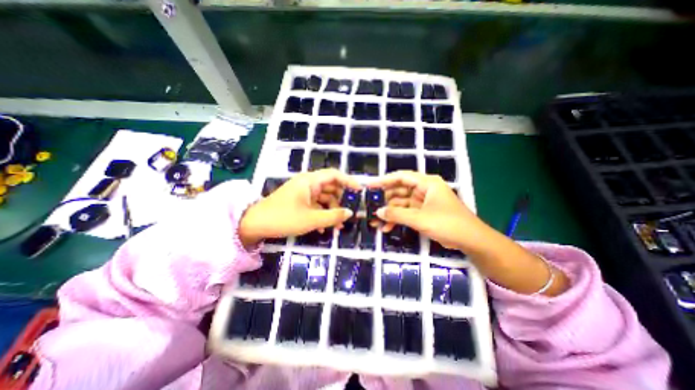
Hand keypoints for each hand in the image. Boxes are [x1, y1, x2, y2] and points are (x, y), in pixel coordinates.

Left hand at [240, 169, 360, 248]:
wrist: (254, 225)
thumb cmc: (284, 218)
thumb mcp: (311, 219)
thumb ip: (333, 216)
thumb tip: (350, 213)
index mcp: (310, 181)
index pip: (334, 175)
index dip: (349, 181)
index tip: (360, 191)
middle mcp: (308, 184)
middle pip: (331, 188)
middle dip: (341, 201)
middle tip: (349, 214)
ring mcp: (303, 194)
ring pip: (324, 199)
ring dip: (332, 211)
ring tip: (338, 227)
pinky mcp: (299, 202)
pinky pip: (316, 206)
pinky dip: (322, 214)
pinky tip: (325, 228)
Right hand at [371, 171, 566, 294]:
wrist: (472, 241)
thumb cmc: (448, 223)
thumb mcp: (420, 219)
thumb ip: (397, 214)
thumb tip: (378, 212)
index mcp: (427, 183)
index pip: (401, 177)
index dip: (384, 180)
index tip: (369, 186)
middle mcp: (424, 189)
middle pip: (399, 190)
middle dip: (385, 201)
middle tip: (370, 207)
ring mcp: (423, 202)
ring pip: (401, 204)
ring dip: (390, 213)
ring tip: (375, 222)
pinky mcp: (423, 213)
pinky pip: (406, 213)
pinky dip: (397, 219)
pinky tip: (387, 228)